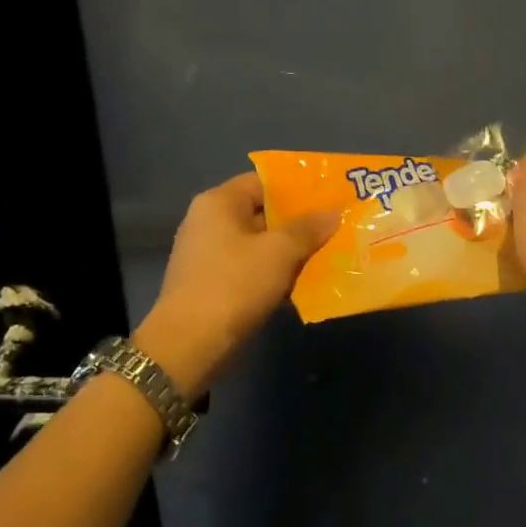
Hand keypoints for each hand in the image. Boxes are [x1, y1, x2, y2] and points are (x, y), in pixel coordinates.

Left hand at [133, 173, 337, 397]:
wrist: (189, 345)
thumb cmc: (233, 285)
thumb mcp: (278, 252)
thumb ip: (307, 229)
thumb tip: (333, 212)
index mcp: (218, 203)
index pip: (262, 181)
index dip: (296, 188)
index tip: (329, 195)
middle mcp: (209, 222)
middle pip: (262, 213)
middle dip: (298, 222)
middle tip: (336, 225)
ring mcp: (209, 256)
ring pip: (259, 245)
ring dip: (290, 251)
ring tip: (330, 253)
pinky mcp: (214, 285)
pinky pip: (252, 270)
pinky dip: (275, 274)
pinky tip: (305, 283)